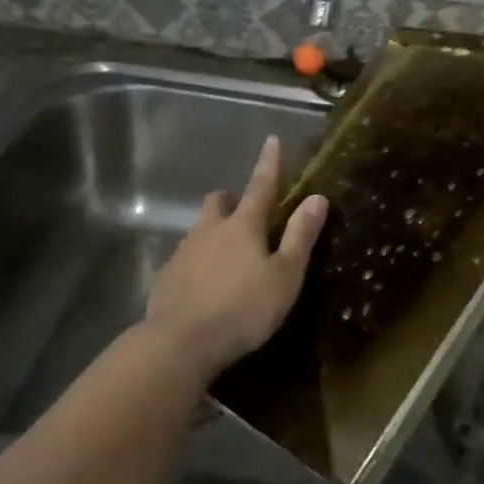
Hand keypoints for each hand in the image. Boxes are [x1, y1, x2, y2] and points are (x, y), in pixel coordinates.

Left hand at [146, 135, 327, 380]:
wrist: (180, 342)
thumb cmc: (242, 309)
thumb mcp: (284, 276)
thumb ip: (300, 237)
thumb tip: (317, 197)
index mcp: (243, 226)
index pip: (261, 186)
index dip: (269, 164)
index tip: (272, 140)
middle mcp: (210, 230)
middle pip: (219, 202)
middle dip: (232, 199)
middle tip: (245, 212)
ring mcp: (183, 253)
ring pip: (200, 229)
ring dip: (214, 231)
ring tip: (228, 255)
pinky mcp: (166, 278)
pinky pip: (185, 259)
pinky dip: (198, 262)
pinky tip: (205, 285)